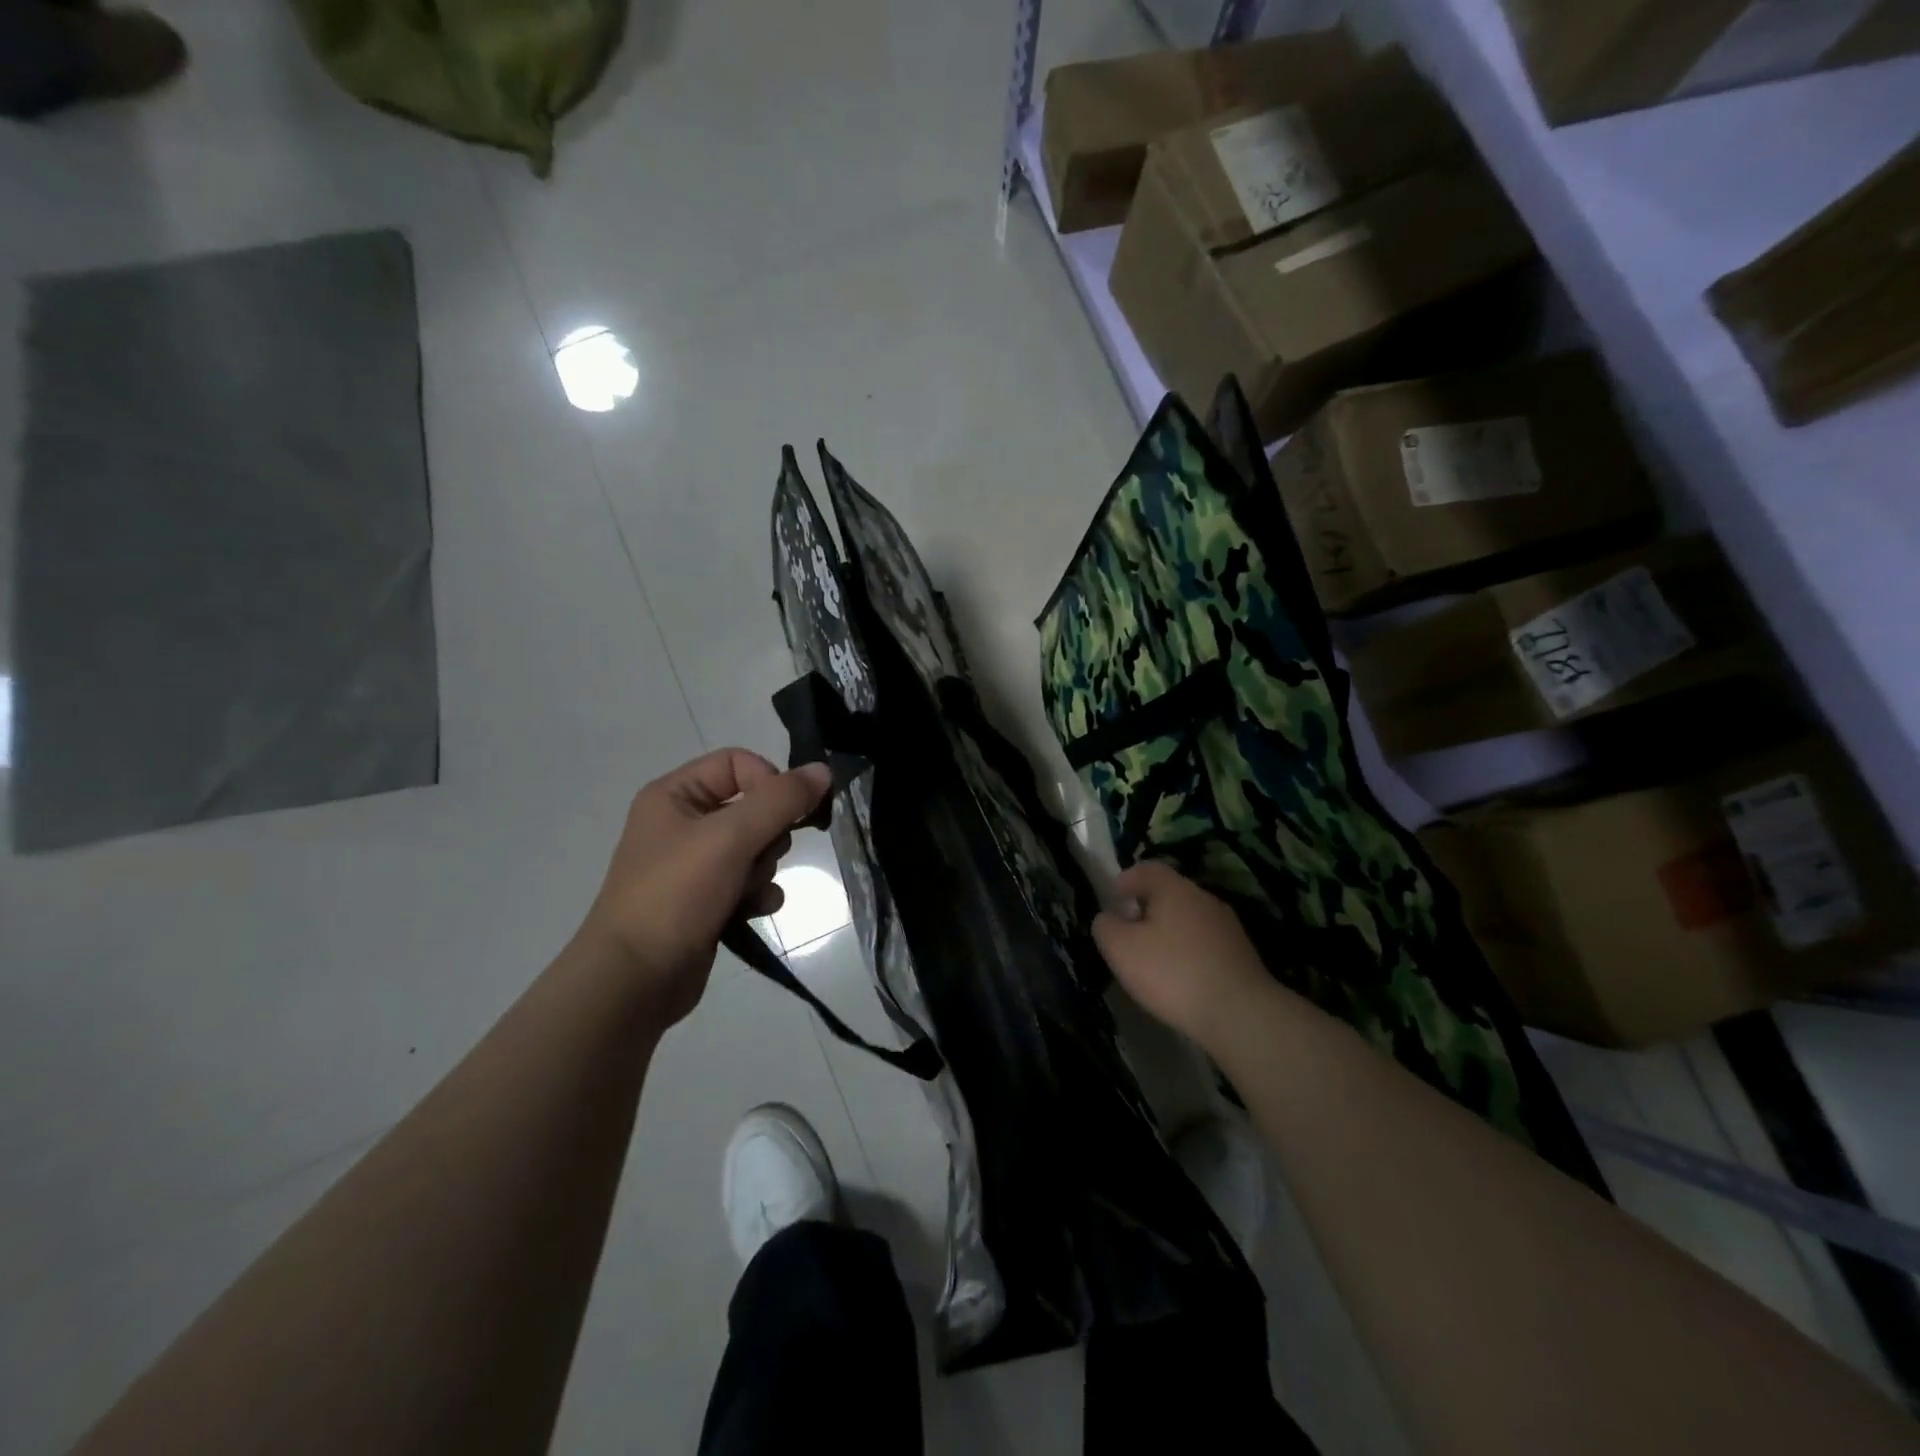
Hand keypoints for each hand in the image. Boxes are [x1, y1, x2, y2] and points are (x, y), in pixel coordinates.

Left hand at [578, 749, 831, 1025]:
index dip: (769, 783)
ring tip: (747, 890)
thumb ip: (781, 799)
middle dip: (768, 834)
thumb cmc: (677, 894)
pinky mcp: (707, 899)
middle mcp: (683, 823)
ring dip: (764, 868)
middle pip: (754, 806)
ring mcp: (694, 864)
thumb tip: (824, 770)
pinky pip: (750, 881)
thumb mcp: (731, 837)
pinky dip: (758, 894)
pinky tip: (753, 911)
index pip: (738, 763)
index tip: (787, 812)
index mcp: (675, 795)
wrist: (635, 979)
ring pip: (757, 846)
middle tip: (759, 856)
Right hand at [1093, 861, 1274, 1051]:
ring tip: (1153, 956)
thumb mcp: (1122, 949)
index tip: (1114, 895)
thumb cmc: (1173, 973)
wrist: (1240, 1014)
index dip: (1128, 878)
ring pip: (1189, 918)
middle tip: (1129, 929)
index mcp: (1175, 889)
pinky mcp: (1241, 954)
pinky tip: (1180, 976)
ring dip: (1169, 930)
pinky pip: (1205, 942)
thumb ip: (1106, 927)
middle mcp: (1204, 899)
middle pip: (1171, 892)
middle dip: (1148, 906)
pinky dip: (1188, 951)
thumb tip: (1108, 918)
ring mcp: (1228, 927)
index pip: (1148, 868)